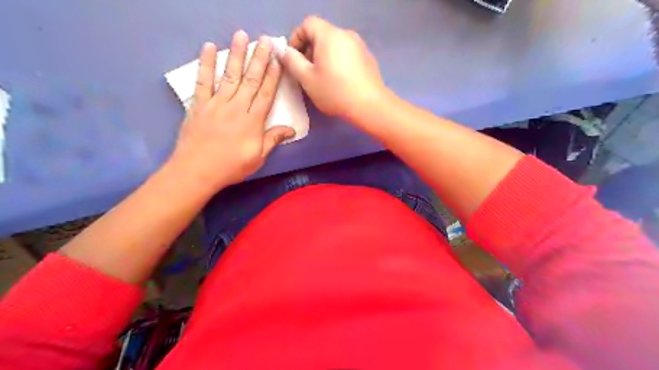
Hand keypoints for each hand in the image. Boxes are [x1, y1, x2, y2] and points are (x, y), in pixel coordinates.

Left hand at [169, 32, 293, 190]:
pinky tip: (209, 48)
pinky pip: (203, 81)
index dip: (272, 76)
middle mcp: (236, 107)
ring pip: (229, 75)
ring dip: (236, 54)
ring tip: (242, 36)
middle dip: (258, 59)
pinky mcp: (199, 104)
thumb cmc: (231, 166)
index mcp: (252, 121)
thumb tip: (291, 130)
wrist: (197, 171)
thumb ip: (273, 139)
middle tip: (264, 40)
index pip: (265, 94)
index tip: (277, 60)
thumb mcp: (258, 157)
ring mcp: (216, 104)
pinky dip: (206, 64)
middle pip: (250, 80)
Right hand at [280, 16, 387, 118]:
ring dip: (324, 57)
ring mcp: (360, 45)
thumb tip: (286, 52)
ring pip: (335, 45)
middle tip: (306, 71)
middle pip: (322, 34)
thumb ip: (292, 61)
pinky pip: (347, 53)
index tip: (294, 58)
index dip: (296, 38)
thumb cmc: (334, 92)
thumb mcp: (307, 79)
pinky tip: (339, 81)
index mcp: (329, 35)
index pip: (308, 24)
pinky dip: (338, 61)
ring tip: (322, 78)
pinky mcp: (368, 58)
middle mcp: (346, 34)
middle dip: (309, 49)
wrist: (369, 105)